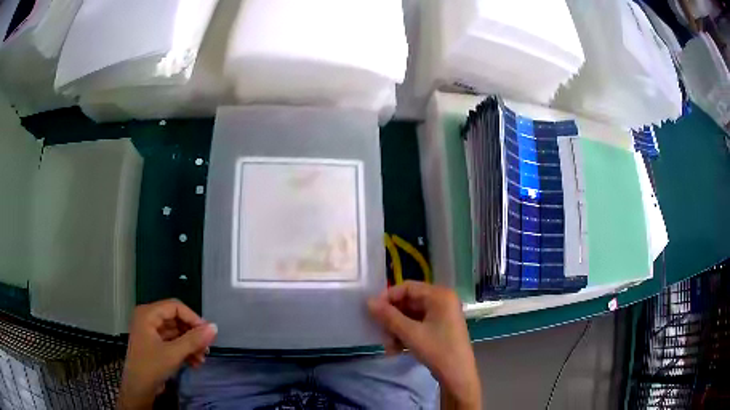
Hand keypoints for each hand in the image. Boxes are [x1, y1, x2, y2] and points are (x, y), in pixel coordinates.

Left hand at [118, 299, 216, 408]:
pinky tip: (195, 363)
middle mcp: (149, 319)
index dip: (193, 318)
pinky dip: (185, 351)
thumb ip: (193, 340)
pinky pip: (173, 342)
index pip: (175, 307)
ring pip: (177, 332)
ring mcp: (152, 332)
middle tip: (206, 349)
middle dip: (193, 335)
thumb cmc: (151, 366)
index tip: (207, 334)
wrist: (139, 389)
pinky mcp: (155, 344)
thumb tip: (214, 327)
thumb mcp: (173, 353)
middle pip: (177, 319)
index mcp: (148, 314)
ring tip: (201, 359)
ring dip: (191, 345)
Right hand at [368, 281, 480, 409]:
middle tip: (380, 333)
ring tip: (389, 347)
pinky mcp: (440, 328)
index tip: (372, 311)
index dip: (388, 297)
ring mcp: (442, 315)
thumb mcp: (410, 333)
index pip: (408, 287)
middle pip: (409, 303)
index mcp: (439, 295)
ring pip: (411, 316)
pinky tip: (397, 350)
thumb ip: (388, 316)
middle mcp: (442, 301)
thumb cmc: (437, 349)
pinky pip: (418, 325)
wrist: (457, 374)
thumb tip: (368, 301)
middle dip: (392, 319)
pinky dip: (406, 335)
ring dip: (397, 330)